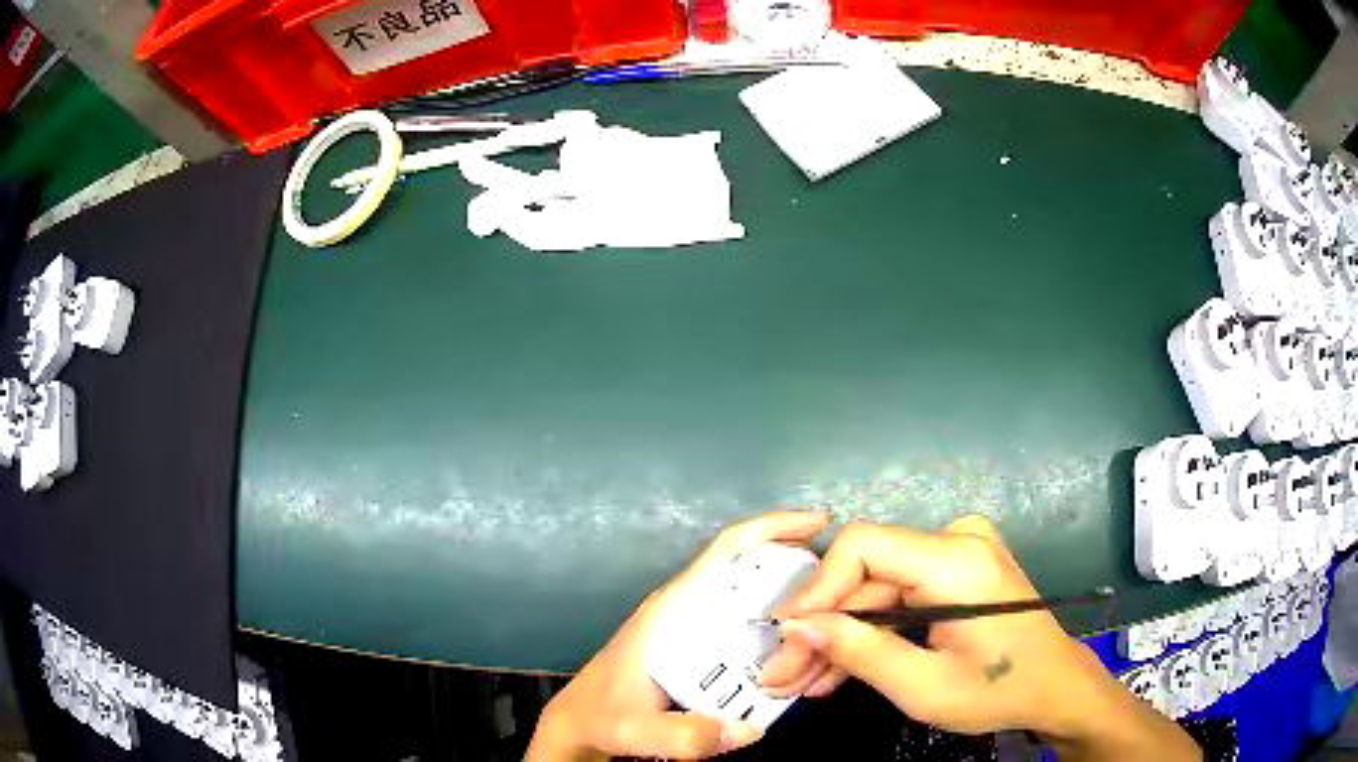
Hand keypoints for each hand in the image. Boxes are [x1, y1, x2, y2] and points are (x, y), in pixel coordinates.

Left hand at [526, 511, 832, 760]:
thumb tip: (750, 729)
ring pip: (753, 600)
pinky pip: (746, 626)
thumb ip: (686, 735)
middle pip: (753, 571)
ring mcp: (694, 624)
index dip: (775, 527)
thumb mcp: (638, 729)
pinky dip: (774, 631)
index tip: (820, 524)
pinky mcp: (698, 644)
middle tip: (841, 598)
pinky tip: (793, 657)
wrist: (581, 724)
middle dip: (798, 574)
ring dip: (790, 607)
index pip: (729, 549)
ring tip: (823, 633)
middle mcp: (688, 607)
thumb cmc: (603, 715)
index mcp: (674, 607)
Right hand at [760, 516, 1200, 760]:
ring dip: (839, 635)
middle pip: (866, 574)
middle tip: (781, 673)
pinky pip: (898, 596)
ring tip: (800, 681)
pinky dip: (869, 632)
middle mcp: (956, 540)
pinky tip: (837, 669)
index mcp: (957, 559)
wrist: (1055, 688)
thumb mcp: (924, 687)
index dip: (816, 589)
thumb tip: (798, 628)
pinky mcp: (956, 571)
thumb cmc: (999, 690)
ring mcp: (957, 553)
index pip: (864, 547)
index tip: (784, 636)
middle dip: (821, 626)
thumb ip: (860, 652)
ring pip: (876, 590)